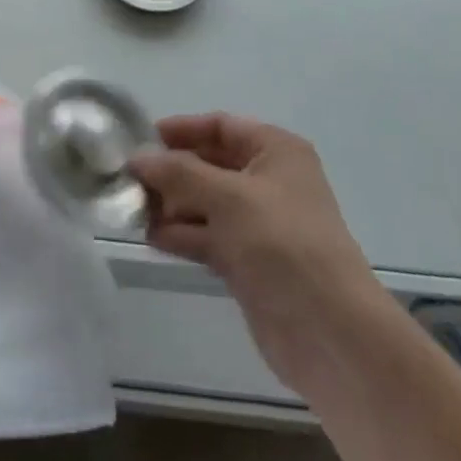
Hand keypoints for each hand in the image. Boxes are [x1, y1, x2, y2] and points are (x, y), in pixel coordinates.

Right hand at [129, 114, 380, 397]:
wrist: (330, 334)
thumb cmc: (283, 244)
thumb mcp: (228, 197)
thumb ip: (179, 174)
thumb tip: (137, 157)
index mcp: (275, 150)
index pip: (221, 126)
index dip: (182, 129)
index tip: (141, 139)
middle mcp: (268, 180)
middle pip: (210, 164)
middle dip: (172, 171)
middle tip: (129, 179)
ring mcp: (259, 224)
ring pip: (206, 202)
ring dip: (172, 204)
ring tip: (133, 209)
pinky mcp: (249, 262)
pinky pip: (208, 236)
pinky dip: (182, 234)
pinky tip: (152, 237)